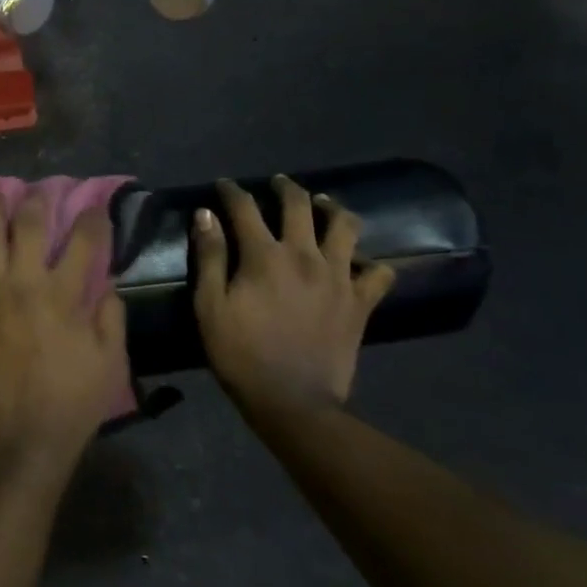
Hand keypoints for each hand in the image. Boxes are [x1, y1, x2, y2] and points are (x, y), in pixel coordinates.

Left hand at [0, 194, 127, 487]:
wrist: (22, 441)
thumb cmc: (72, 402)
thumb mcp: (110, 360)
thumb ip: (111, 316)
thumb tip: (107, 284)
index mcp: (63, 294)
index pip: (83, 241)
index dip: (92, 218)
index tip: (95, 207)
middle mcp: (23, 284)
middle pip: (29, 227)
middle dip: (36, 201)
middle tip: (36, 191)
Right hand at [193, 177, 395, 415]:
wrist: (292, 403)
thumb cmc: (241, 355)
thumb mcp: (210, 307)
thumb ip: (210, 257)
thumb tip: (206, 214)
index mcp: (264, 255)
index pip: (245, 207)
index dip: (232, 191)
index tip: (224, 185)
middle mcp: (305, 255)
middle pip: (299, 204)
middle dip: (285, 187)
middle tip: (277, 184)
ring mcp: (339, 277)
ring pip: (346, 226)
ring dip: (332, 208)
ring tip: (322, 206)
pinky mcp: (361, 302)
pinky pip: (380, 272)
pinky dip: (371, 263)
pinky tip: (359, 263)